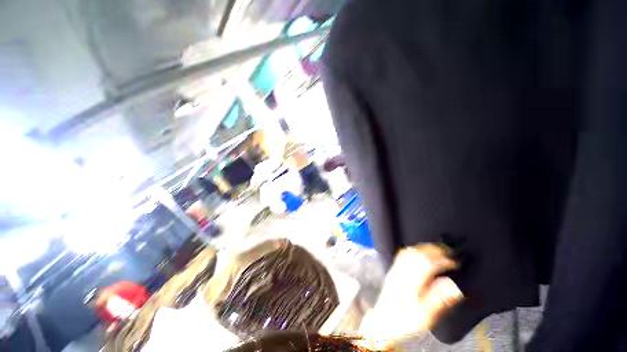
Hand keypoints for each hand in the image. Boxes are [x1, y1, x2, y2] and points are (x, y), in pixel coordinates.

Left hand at [358, 244, 462, 345]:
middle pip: (417, 253)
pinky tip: (420, 252)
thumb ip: (440, 298)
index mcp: (411, 281)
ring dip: (424, 248)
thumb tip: (455, 285)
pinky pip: (402, 254)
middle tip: (448, 252)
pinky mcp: (393, 270)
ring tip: (437, 250)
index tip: (456, 262)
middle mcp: (402, 271)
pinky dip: (414, 250)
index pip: (427, 263)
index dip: (443, 260)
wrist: (384, 322)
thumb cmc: (406, 320)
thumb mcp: (426, 315)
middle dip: (434, 250)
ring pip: (409, 252)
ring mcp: (396, 269)